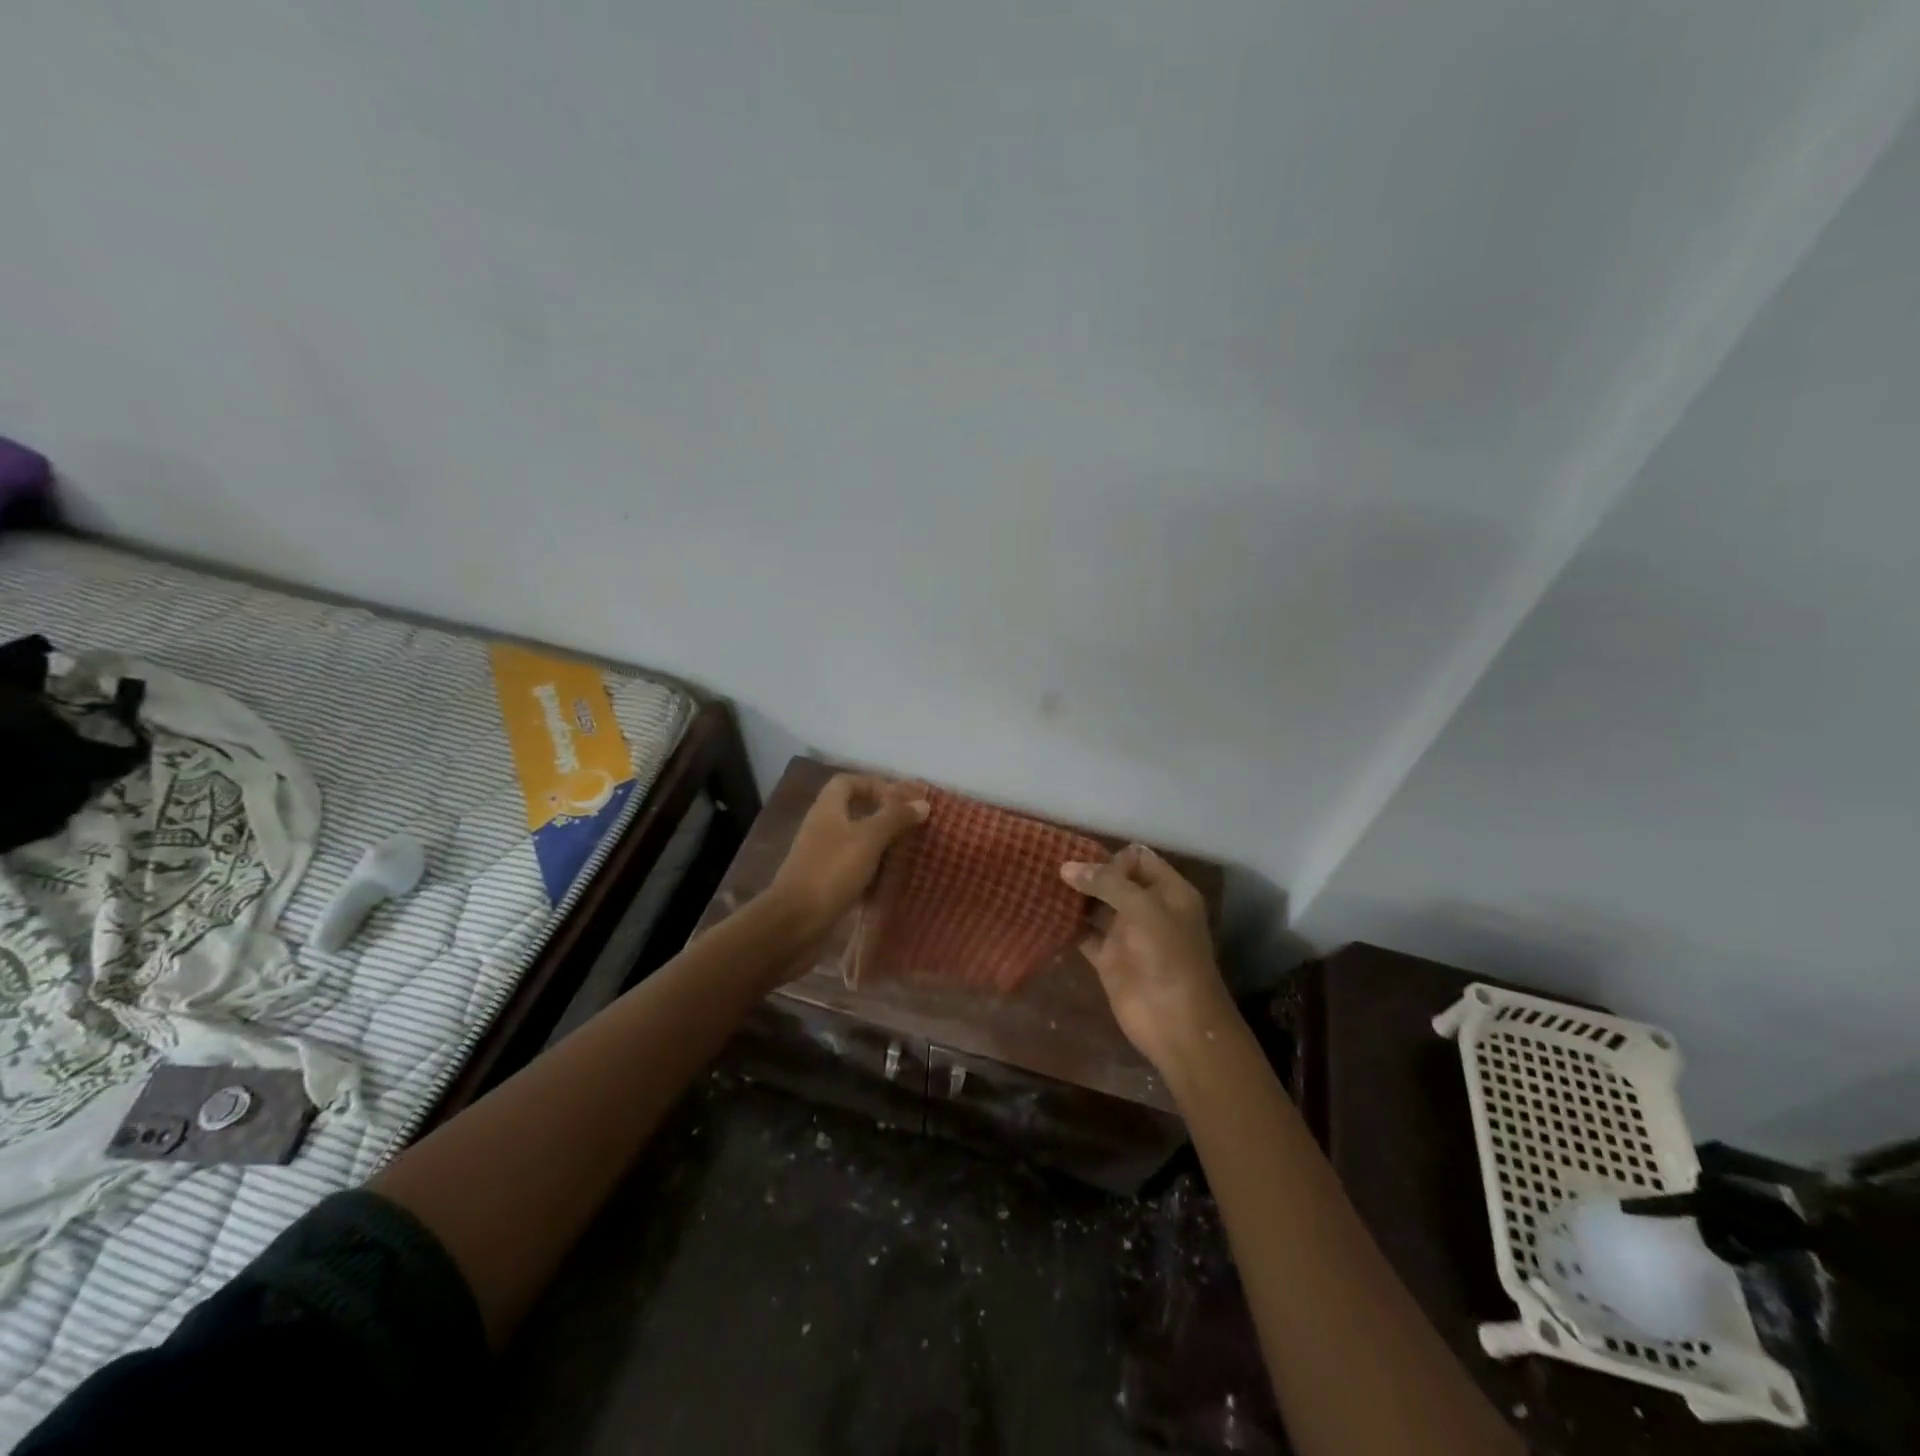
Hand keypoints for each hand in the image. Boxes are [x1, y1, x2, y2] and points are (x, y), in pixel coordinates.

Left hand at [769, 774, 929, 940]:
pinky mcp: (824, 880)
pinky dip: (871, 867)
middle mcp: (822, 827)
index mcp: (828, 809)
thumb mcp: (869, 839)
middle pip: (852, 809)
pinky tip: (889, 877)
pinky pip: (852, 865)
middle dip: (882, 813)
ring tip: (907, 849)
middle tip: (910, 823)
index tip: (902, 799)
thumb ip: (895, 818)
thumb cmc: (832, 871)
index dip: (875, 784)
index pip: (848, 782)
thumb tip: (922, 803)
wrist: (795, 921)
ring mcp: (821, 855)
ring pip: (854, 839)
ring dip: (879, 841)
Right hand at [1062, 845, 1235, 1077]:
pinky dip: (1067, 925)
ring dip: (1073, 897)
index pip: (1138, 859)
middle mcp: (1148, 908)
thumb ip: (1107, 883)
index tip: (1085, 864)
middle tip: (1048, 866)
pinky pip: (1084, 934)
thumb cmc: (1169, 957)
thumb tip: (1066, 867)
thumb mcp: (1144, 909)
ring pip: (1096, 906)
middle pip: (1114, 880)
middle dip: (1086, 873)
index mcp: (1169, 892)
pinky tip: (1042, 914)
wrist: (1177, 1022)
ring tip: (1039, 884)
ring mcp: (1127, 934)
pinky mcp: (1109, 959)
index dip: (1112, 858)